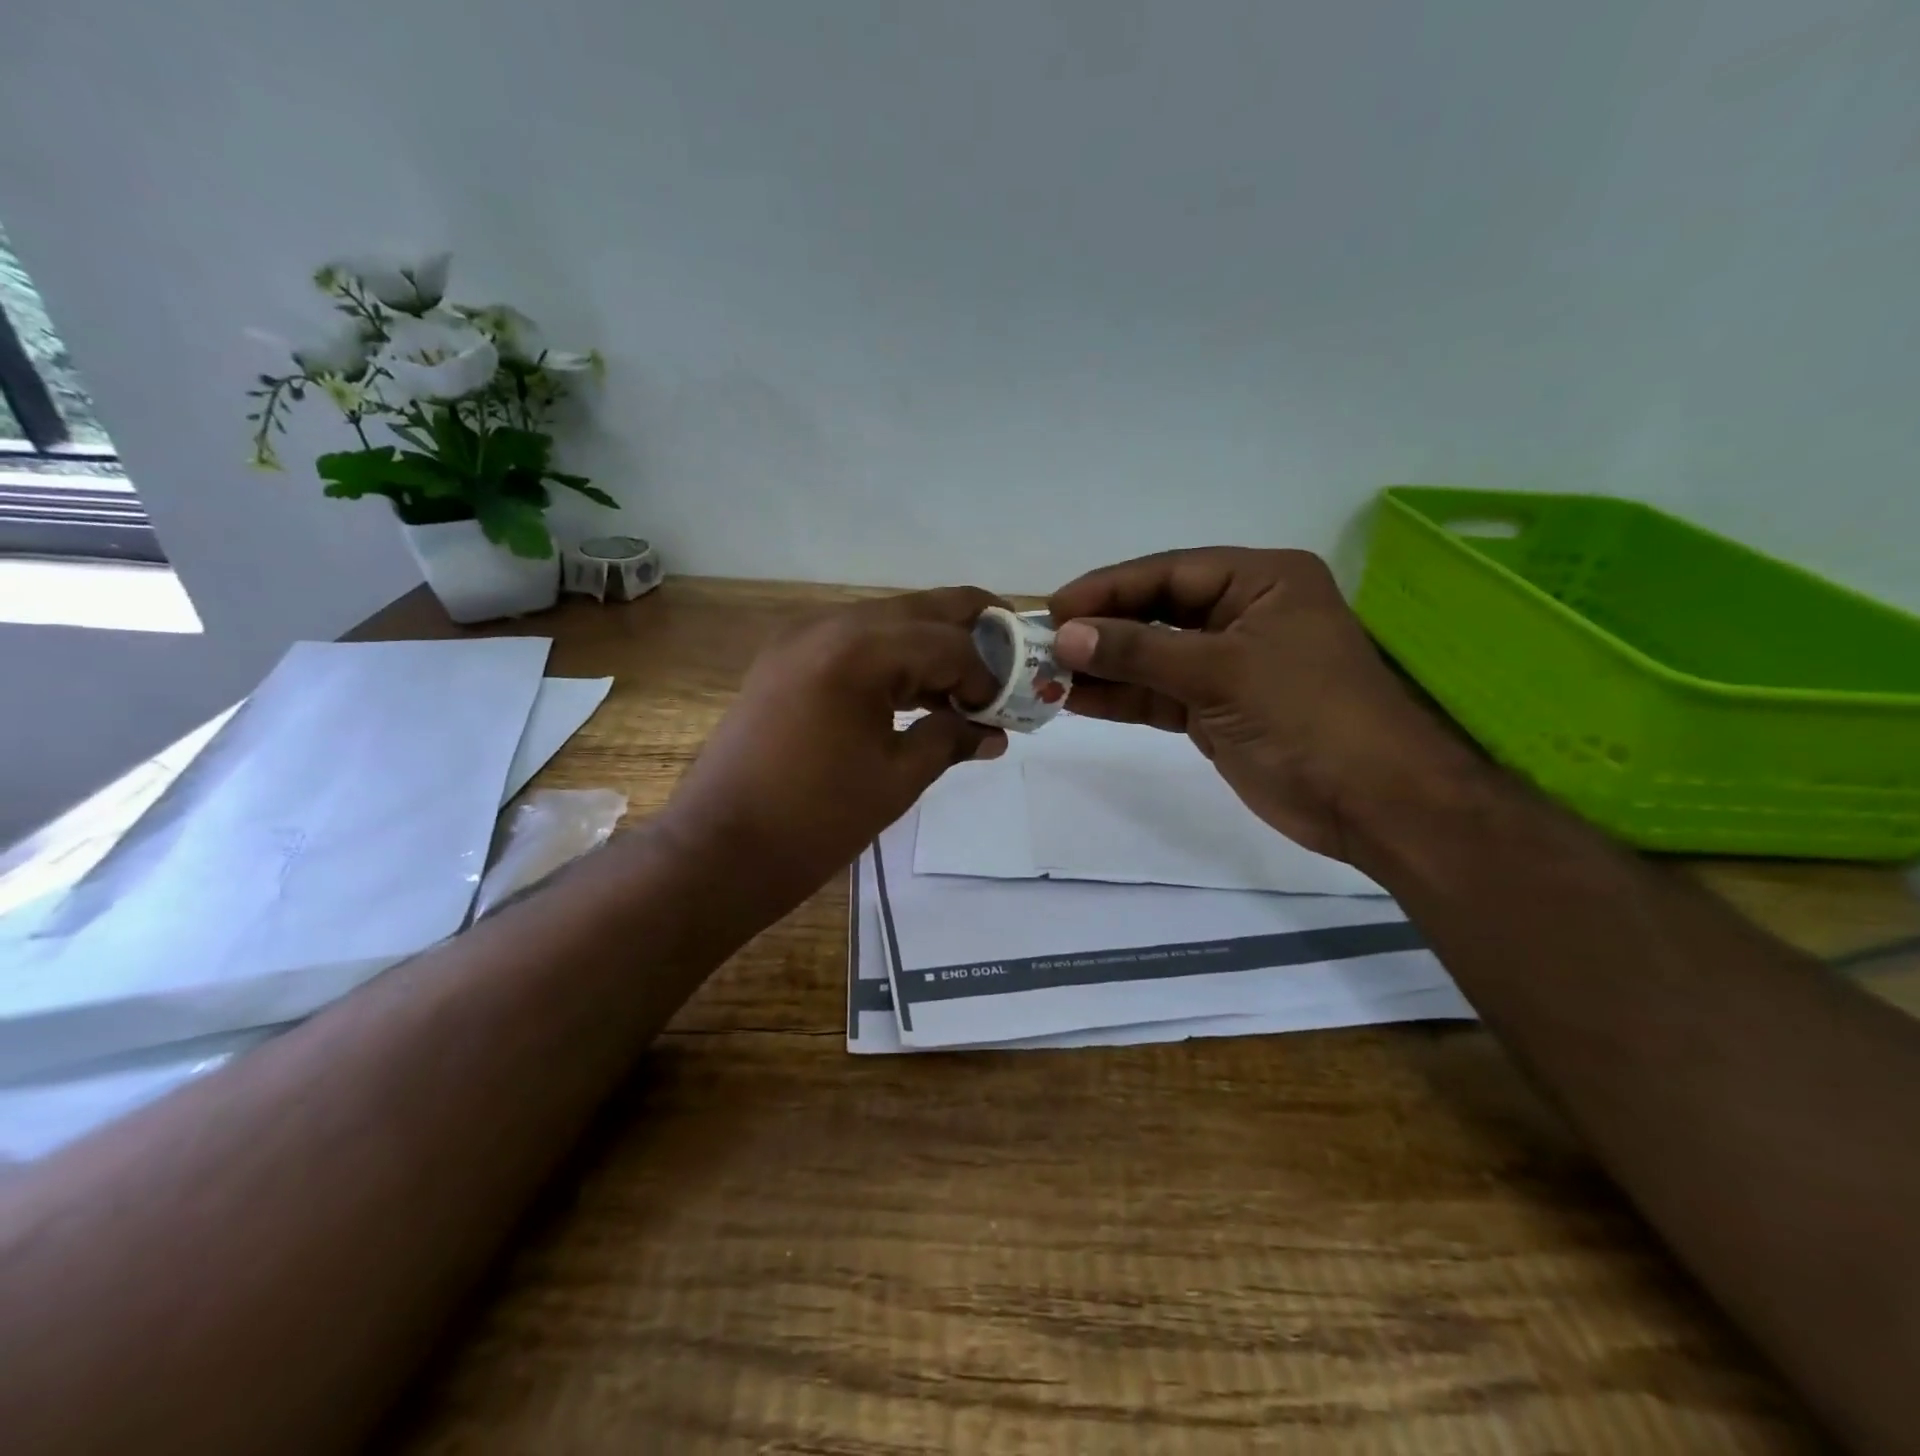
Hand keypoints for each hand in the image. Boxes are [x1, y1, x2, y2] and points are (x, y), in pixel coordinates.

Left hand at [661, 588, 1007, 913]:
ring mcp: (799, 638)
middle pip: (919, 609)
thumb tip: (992, 732)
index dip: (985, 674)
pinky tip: (913, 692)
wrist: (719, 848)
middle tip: (1007, 659)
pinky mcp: (783, 660)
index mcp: (859, 649)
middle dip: (968, 632)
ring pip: (886, 621)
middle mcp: (828, 625)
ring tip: (963, 684)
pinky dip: (890, 658)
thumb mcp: (898, 778)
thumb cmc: (816, 820)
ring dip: (929, 644)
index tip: (1002, 712)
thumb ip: (951, 739)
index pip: (947, 642)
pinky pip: (852, 642)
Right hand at [1049, 548, 1480, 865]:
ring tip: (1044, 675)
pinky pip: (1157, 695)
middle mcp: (1242, 614)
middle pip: (1156, 612)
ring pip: (1151, 657)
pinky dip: (1120, 698)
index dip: (1108, 588)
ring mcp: (1227, 665)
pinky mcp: (1215, 709)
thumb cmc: (1308, 716)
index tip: (1054, 608)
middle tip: (1040, 643)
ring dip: (1103, 666)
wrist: (1371, 803)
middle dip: (1101, 629)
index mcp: (1260, 581)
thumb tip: (1065, 635)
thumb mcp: (1221, 672)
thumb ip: (1140, 651)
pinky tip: (1075, 700)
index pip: (1169, 572)